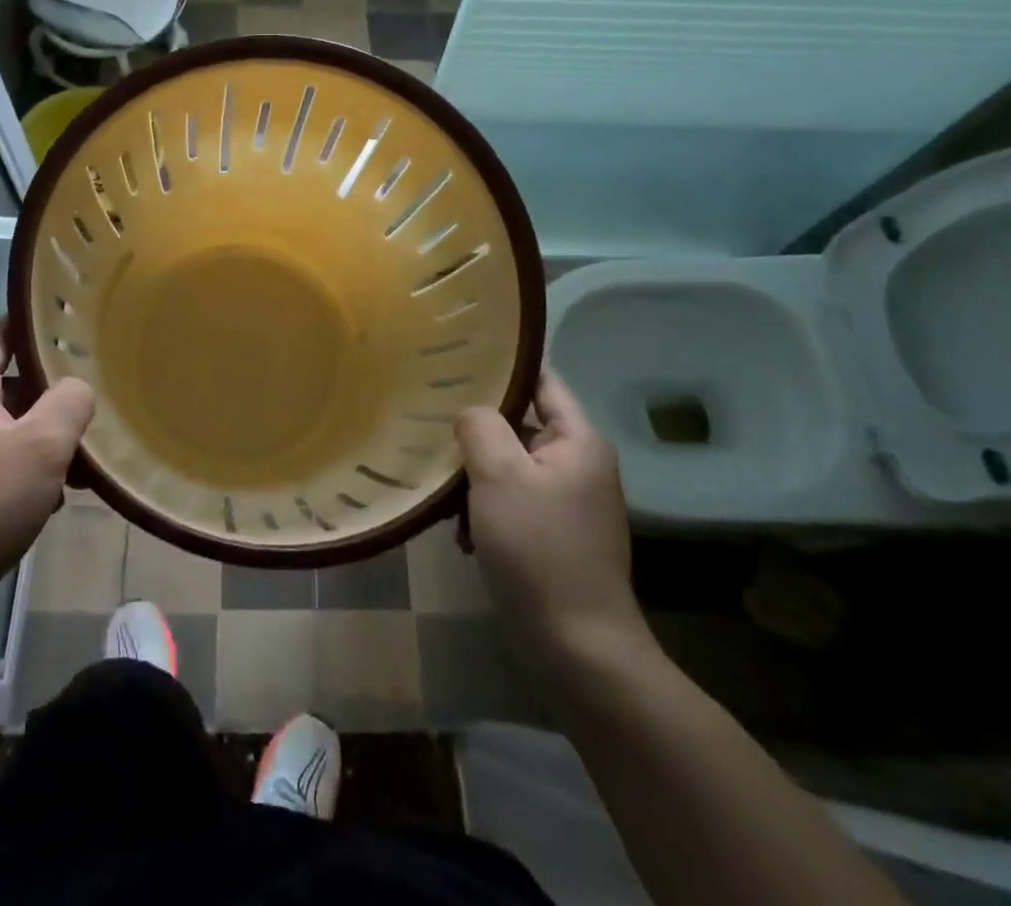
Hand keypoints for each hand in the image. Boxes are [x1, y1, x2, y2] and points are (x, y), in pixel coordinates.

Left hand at [0, 327, 93, 621]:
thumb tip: (75, 388)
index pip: (3, 334)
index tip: (81, 344)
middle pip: (4, 383)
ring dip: (34, 441)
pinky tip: (37, 500)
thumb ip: (71, 400)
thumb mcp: (45, 447)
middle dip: (48, 403)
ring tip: (70, 475)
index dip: (43, 335)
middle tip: (84, 426)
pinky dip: (10, 466)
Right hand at [456, 371, 646, 665]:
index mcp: (578, 440)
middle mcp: (578, 464)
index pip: (540, 381)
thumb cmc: (539, 549)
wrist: (577, 648)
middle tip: (432, 426)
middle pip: (519, 425)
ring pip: (509, 466)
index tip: (455, 363)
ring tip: (443, 494)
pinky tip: (459, 533)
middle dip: (477, 431)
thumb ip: (480, 426)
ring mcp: (567, 502)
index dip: (501, 368)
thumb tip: (471, 412)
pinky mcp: (553, 535)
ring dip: (475, 478)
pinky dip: (485, 510)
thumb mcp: (499, 475)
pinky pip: (512, 502)